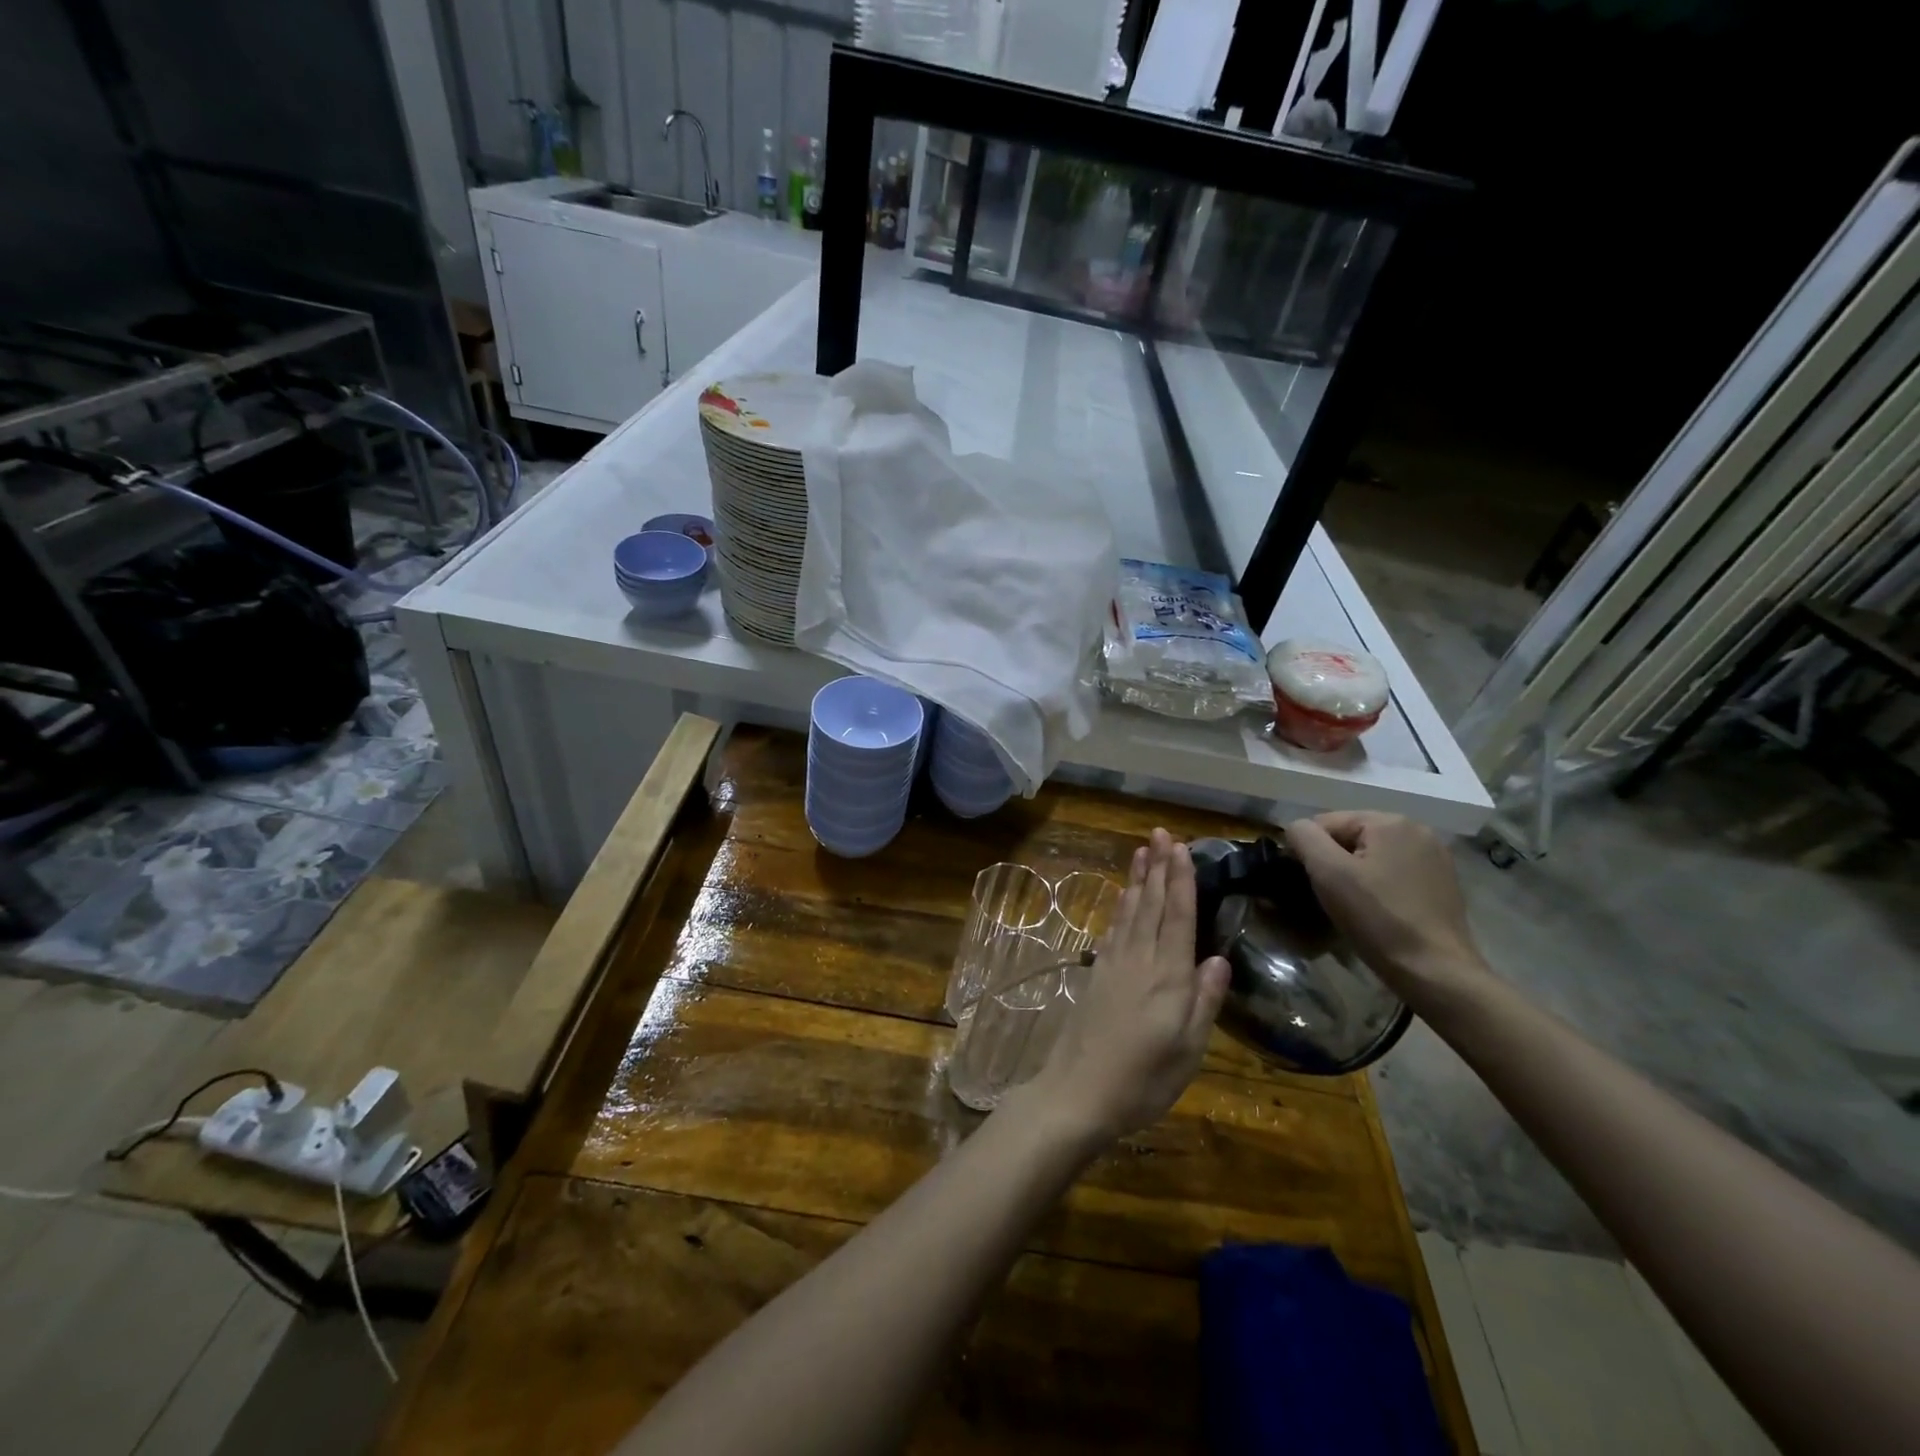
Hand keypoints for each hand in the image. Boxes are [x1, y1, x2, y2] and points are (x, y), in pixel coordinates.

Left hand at [1018, 830, 1230, 1146]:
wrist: (1077, 1093)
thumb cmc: (1142, 1081)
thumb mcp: (1188, 1051)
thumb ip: (1204, 1002)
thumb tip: (1218, 959)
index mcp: (1169, 977)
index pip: (1178, 917)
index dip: (1181, 880)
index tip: (1181, 847)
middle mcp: (1140, 960)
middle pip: (1152, 905)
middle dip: (1158, 867)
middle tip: (1161, 833)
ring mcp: (1114, 964)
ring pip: (1130, 911)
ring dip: (1138, 879)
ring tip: (1143, 851)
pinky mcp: (1097, 974)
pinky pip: (1113, 928)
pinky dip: (1121, 906)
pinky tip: (1124, 896)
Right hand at [1284, 812, 1493, 1008]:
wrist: (1435, 971)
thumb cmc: (1378, 919)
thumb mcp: (1328, 873)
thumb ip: (1304, 837)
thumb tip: (1296, 828)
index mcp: (1390, 821)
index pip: (1326, 823)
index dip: (1309, 851)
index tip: (1310, 883)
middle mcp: (1417, 829)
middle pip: (1351, 837)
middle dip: (1333, 862)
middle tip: (1329, 897)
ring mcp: (1434, 856)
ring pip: (1372, 856)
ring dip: (1354, 874)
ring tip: (1351, 906)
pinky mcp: (1442, 882)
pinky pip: (1393, 872)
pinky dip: (1378, 885)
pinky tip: (1377, 910)